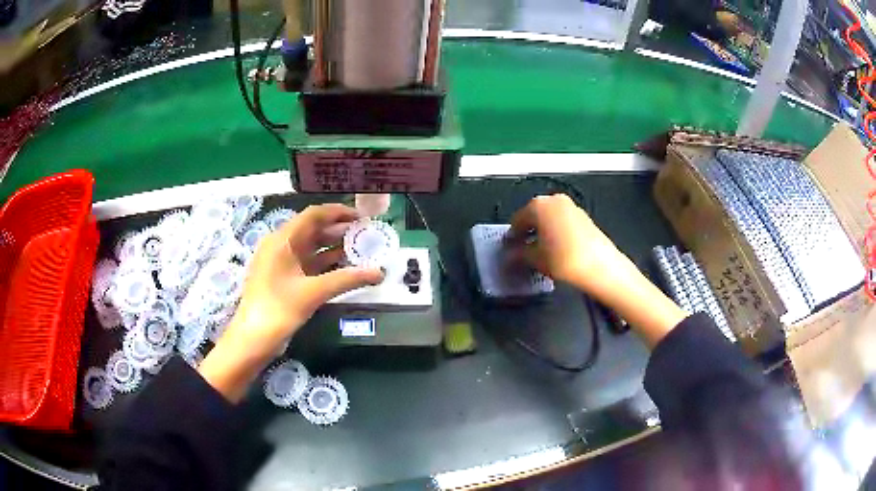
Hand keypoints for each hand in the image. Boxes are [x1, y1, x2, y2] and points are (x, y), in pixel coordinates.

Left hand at [198, 204, 383, 400]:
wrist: (253, 339)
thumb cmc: (279, 309)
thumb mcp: (314, 292)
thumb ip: (347, 279)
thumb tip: (379, 273)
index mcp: (282, 240)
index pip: (313, 215)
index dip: (339, 213)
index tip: (362, 217)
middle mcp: (280, 245)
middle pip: (312, 229)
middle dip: (339, 230)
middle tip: (366, 235)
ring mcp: (280, 262)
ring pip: (310, 247)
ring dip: (333, 247)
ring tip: (360, 249)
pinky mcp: (282, 277)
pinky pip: (307, 263)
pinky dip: (324, 263)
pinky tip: (344, 267)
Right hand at [509, 194, 633, 297]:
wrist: (601, 266)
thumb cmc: (563, 259)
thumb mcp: (535, 259)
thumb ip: (519, 254)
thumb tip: (510, 255)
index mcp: (539, 205)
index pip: (517, 220)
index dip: (512, 237)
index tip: (510, 251)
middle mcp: (554, 200)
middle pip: (534, 216)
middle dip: (528, 232)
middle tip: (524, 252)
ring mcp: (571, 207)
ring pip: (549, 219)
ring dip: (543, 233)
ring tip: (542, 253)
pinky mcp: (584, 217)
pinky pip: (563, 223)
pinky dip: (557, 233)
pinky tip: (558, 250)